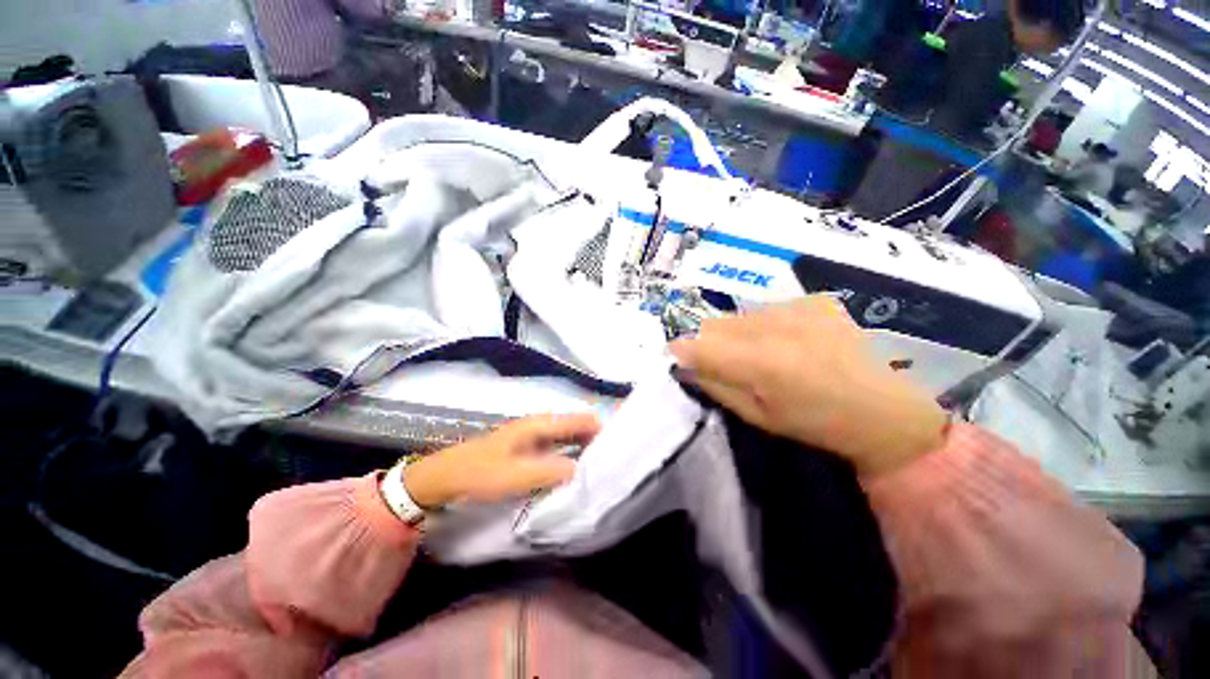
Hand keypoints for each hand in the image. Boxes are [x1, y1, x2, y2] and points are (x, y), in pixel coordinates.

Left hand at [401, 414, 599, 507]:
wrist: (445, 477)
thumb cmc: (481, 473)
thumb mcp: (517, 475)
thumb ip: (552, 471)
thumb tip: (583, 471)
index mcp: (541, 424)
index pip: (581, 420)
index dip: (601, 429)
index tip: (620, 446)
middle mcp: (541, 425)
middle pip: (577, 427)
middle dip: (596, 439)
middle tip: (614, 460)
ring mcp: (534, 436)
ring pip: (568, 437)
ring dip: (584, 449)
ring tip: (601, 466)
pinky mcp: (529, 449)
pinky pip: (558, 448)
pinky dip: (571, 455)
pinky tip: (577, 471)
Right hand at [670, 297, 947, 478]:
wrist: (888, 408)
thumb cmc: (817, 424)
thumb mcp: (758, 416)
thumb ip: (716, 386)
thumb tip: (684, 364)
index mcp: (764, 362)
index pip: (701, 344)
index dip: (682, 349)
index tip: (676, 357)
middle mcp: (778, 325)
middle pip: (716, 324)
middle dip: (707, 342)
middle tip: (718, 362)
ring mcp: (799, 307)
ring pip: (739, 316)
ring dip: (735, 334)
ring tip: (758, 355)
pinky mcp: (813, 300)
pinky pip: (766, 310)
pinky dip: (762, 326)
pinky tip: (785, 343)